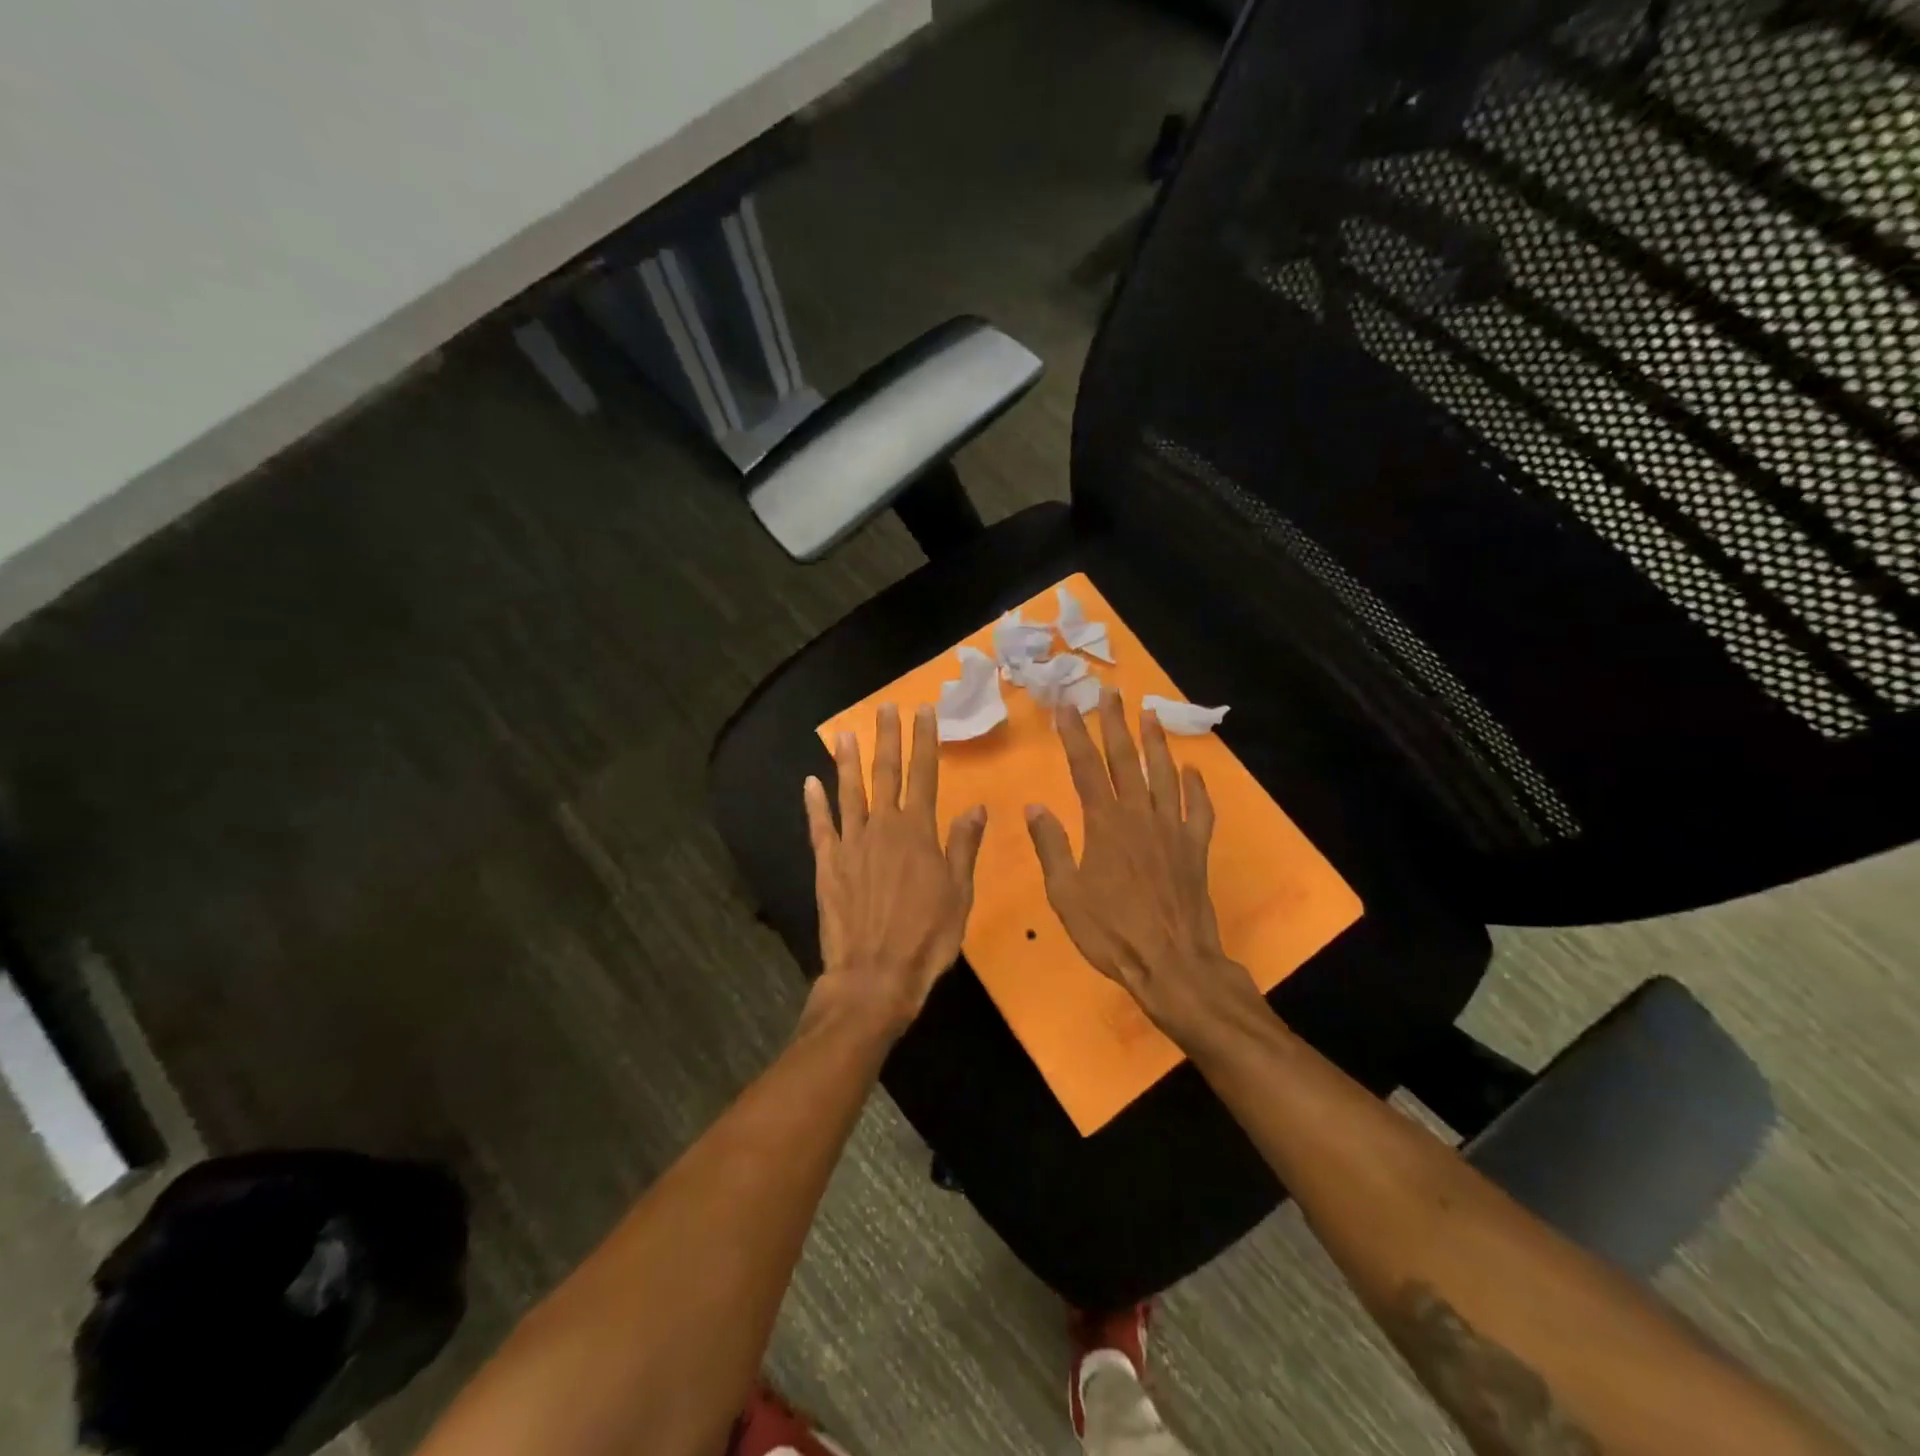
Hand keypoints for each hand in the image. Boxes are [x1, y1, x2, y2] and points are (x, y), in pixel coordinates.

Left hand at [804, 703, 987, 1035]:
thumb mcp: (959, 895)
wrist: (874, 975)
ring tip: (846, 733)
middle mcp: (883, 828)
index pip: (924, 775)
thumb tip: (977, 808)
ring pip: (849, 792)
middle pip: (886, 773)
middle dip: (888, 738)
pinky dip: (814, 803)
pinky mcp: (827, 864)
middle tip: (886, 707)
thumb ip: (963, 847)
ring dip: (849, 761)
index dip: (924, 741)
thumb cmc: (927, 938)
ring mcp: (851, 844)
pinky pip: (820, 826)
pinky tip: (810, 782)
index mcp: (918, 833)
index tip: (924, 712)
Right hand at [1024, 690, 1264, 1044]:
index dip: (1074, 734)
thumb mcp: (1065, 894)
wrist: (1172, 963)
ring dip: (1155, 742)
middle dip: (1115, 723)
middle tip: (1109, 692)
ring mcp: (1172, 829)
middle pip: (1126, 760)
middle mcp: (1139, 816)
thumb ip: (1051, 848)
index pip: (1085, 768)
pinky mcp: (1195, 848)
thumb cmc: (1111, 932)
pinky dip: (1196, 787)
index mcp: (1104, 824)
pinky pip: (1198, 809)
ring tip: (1150, 713)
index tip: (1066, 705)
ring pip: (1164, 774)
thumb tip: (1035, 807)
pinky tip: (1193, 771)